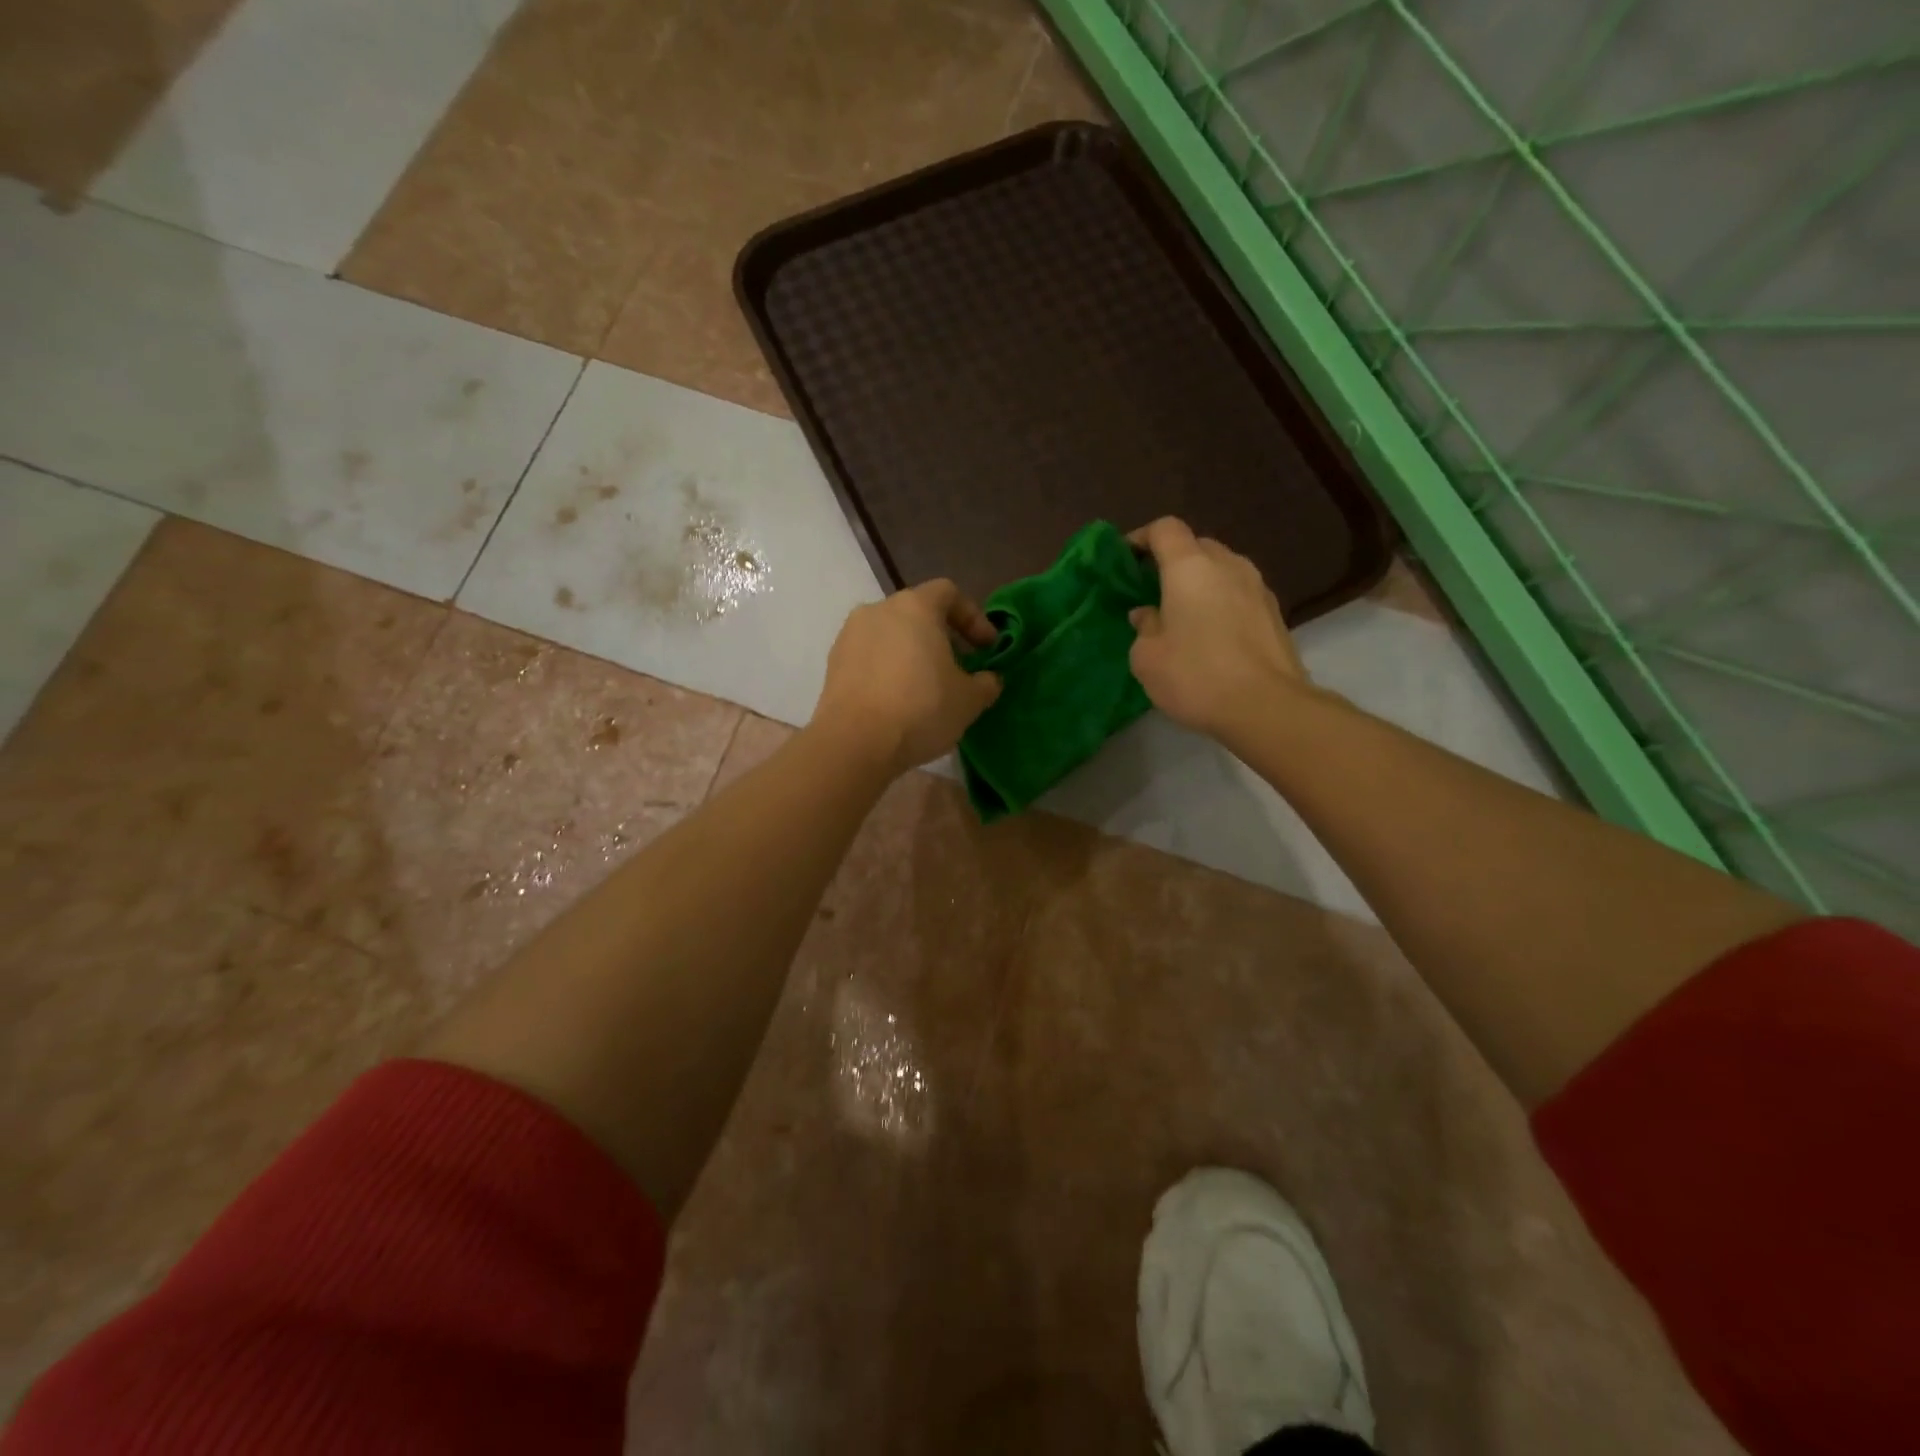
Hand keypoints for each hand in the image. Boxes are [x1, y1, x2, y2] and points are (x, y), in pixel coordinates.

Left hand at [812, 579, 1002, 775]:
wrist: (854, 743)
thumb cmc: (921, 709)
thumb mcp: (969, 700)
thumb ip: (986, 683)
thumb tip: (989, 679)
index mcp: (915, 607)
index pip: (949, 593)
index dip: (973, 617)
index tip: (987, 647)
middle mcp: (878, 610)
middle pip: (917, 613)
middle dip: (942, 636)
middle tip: (959, 667)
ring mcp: (850, 636)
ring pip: (890, 635)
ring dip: (912, 653)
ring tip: (928, 686)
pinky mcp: (833, 664)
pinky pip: (870, 657)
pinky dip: (887, 669)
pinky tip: (898, 700)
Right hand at [1127, 517, 1308, 738]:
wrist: (1266, 707)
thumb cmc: (1196, 675)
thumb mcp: (1147, 658)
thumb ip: (1143, 627)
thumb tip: (1148, 614)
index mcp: (1190, 567)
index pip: (1165, 529)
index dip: (1142, 538)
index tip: (1125, 559)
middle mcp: (1228, 565)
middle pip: (1196, 546)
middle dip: (1172, 561)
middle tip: (1152, 590)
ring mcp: (1257, 587)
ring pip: (1221, 570)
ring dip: (1200, 583)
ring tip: (1181, 614)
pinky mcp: (1275, 613)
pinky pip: (1239, 594)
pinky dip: (1221, 603)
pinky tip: (1210, 635)